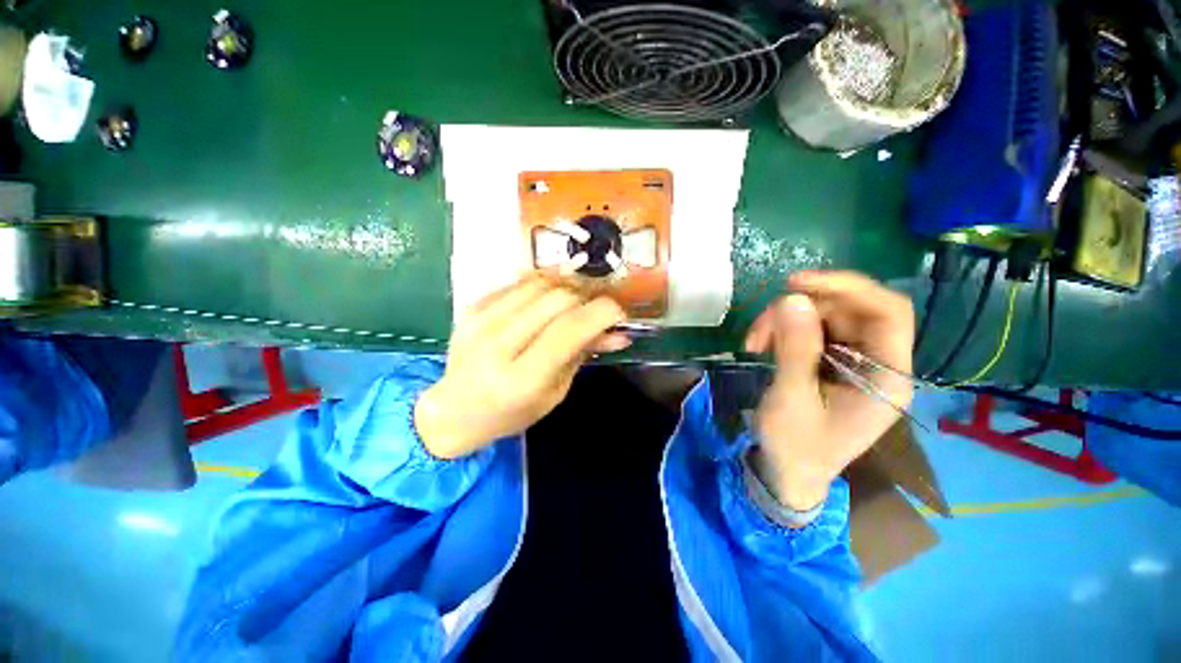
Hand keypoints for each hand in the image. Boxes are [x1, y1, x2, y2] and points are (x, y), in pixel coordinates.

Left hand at [415, 276, 630, 458]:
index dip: (602, 313)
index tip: (618, 313)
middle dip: (586, 300)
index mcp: (521, 378)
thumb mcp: (555, 392)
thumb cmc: (512, 412)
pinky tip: (544, 306)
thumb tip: (619, 333)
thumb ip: (583, 355)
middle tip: (593, 313)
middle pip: (557, 299)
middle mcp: (497, 345)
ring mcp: (480, 321)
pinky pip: (519, 283)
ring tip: (570, 309)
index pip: (569, 329)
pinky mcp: (472, 307)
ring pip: (540, 284)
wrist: (455, 410)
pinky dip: (542, 290)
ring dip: (565, 291)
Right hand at [743, 271, 914, 511]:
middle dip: (800, 310)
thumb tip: (792, 298)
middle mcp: (878, 363)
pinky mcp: (831, 363)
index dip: (847, 287)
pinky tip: (761, 346)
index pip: (887, 312)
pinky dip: (783, 331)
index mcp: (887, 378)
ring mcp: (853, 362)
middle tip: (760, 328)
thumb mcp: (791, 398)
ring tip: (754, 343)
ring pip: (825, 317)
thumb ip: (795, 348)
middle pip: (849, 310)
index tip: (796, 283)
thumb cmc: (795, 446)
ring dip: (785, 321)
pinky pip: (810, 330)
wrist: (786, 474)